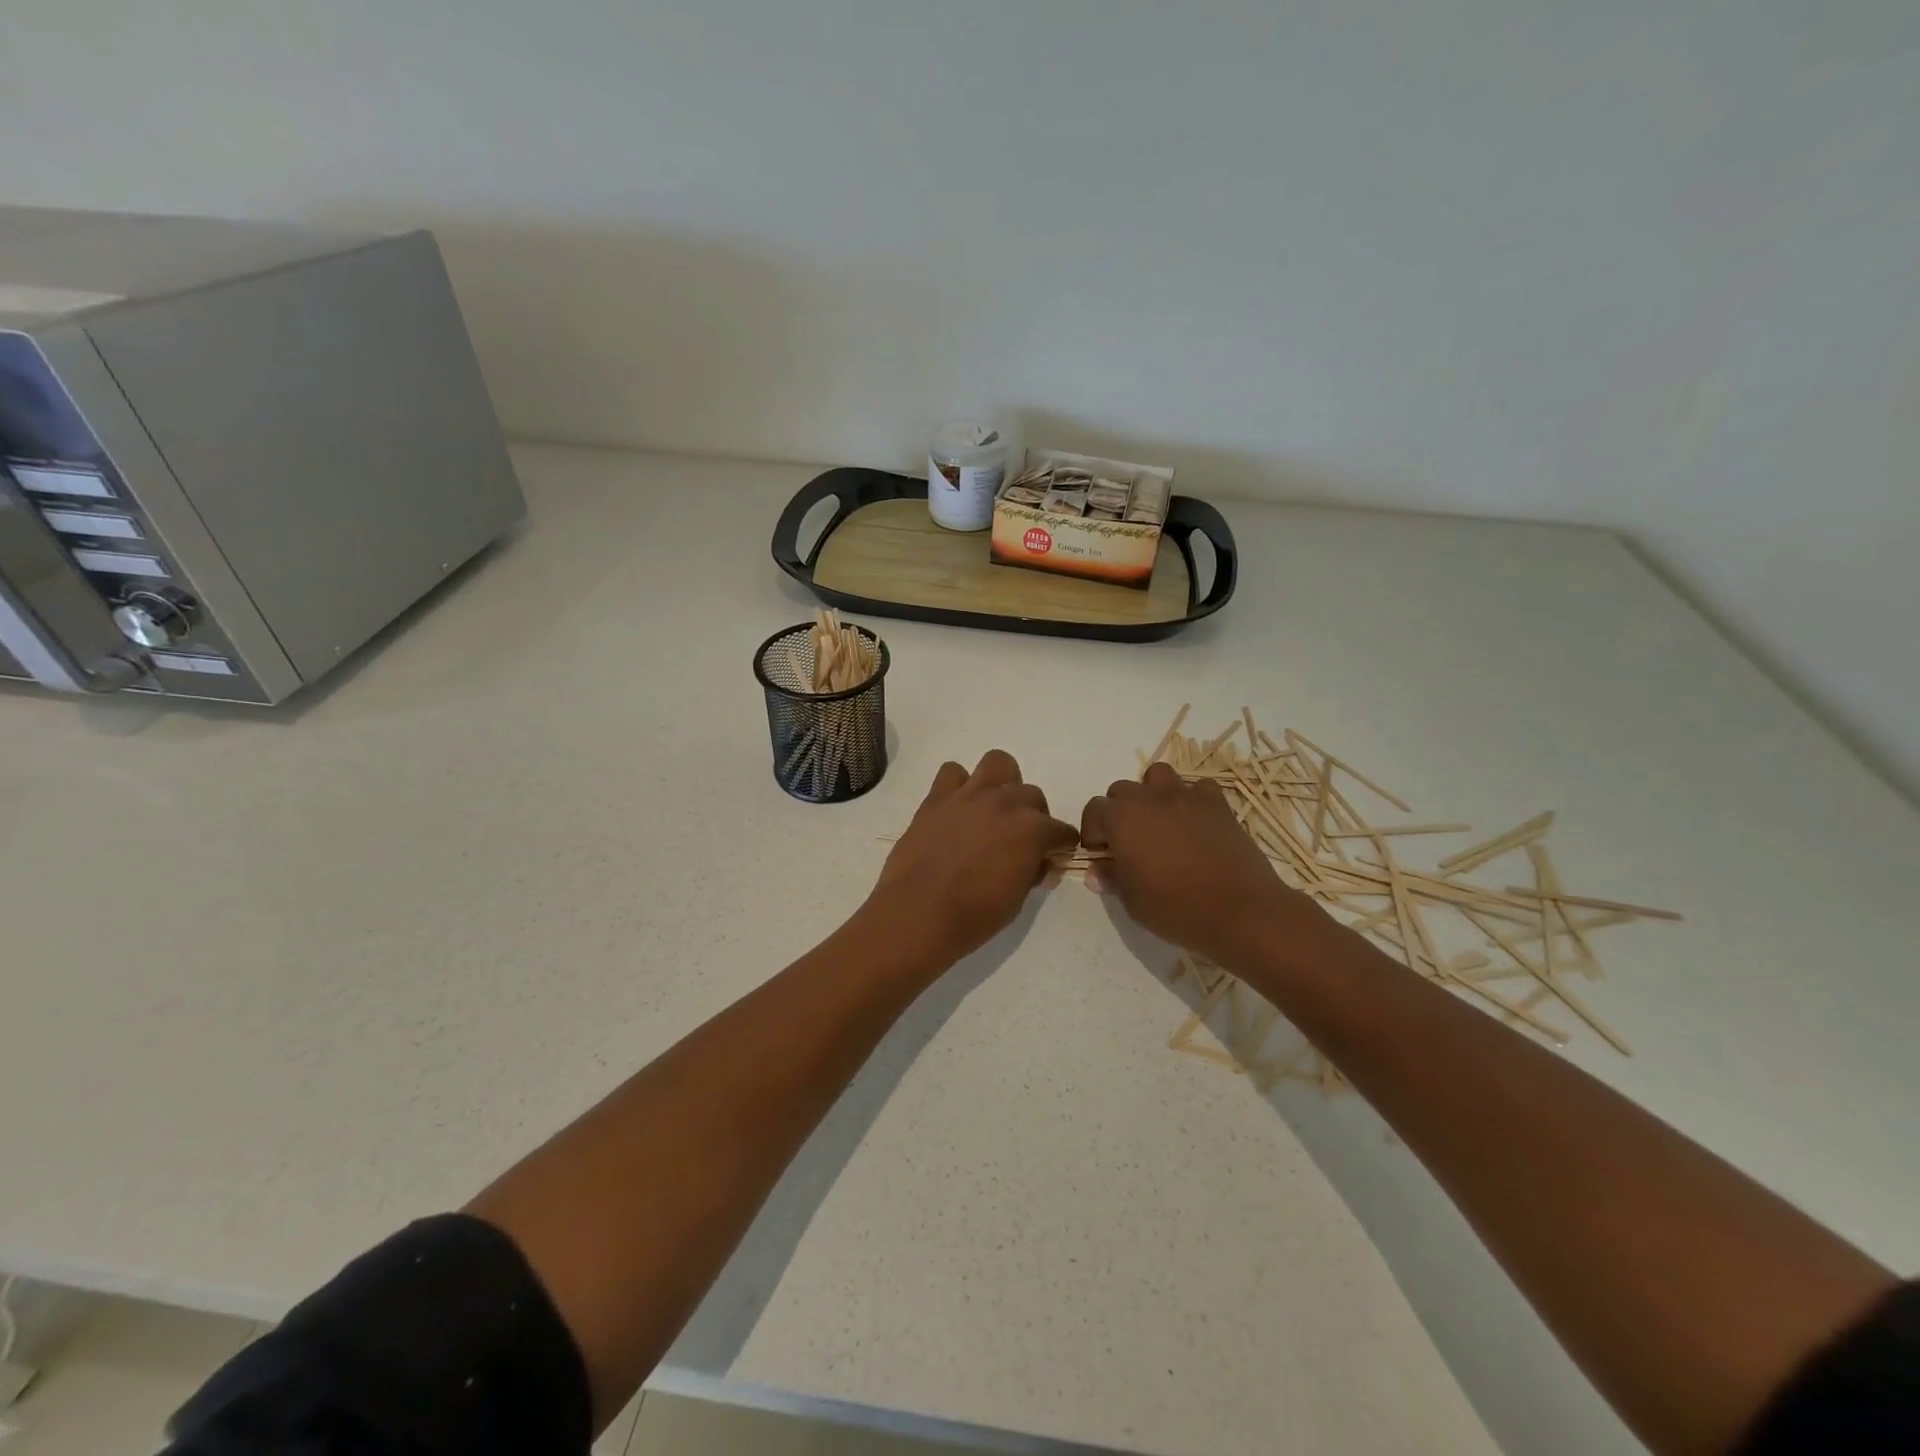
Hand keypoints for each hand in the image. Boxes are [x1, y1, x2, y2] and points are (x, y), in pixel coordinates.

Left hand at [867, 750, 1078, 962]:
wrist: (919, 913)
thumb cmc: (974, 916)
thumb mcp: (1018, 899)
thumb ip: (1032, 871)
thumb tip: (1038, 863)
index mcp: (1032, 830)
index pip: (1062, 831)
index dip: (1059, 846)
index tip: (1050, 858)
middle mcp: (1005, 803)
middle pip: (1032, 795)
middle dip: (1032, 815)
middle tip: (1018, 839)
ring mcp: (969, 796)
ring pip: (998, 763)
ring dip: (1001, 784)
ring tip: (991, 809)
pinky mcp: (937, 797)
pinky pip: (952, 772)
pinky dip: (957, 785)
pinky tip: (955, 809)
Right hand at [1080, 762, 1314, 965]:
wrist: (1242, 911)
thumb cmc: (1177, 908)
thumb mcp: (1132, 901)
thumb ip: (1111, 879)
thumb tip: (1096, 872)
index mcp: (1121, 818)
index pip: (1093, 810)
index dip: (1093, 833)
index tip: (1103, 857)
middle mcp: (1149, 798)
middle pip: (1122, 790)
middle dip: (1119, 812)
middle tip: (1130, 844)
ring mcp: (1186, 796)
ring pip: (1158, 776)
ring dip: (1152, 794)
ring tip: (1160, 824)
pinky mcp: (1217, 803)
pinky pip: (1198, 788)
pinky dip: (1192, 800)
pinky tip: (1195, 824)